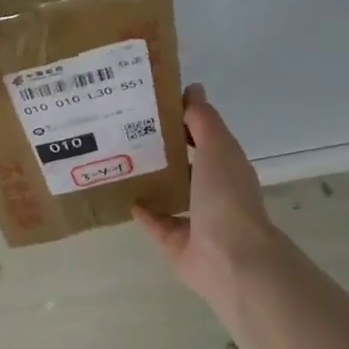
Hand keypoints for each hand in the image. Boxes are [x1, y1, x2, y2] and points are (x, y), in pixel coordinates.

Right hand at [134, 84, 287, 304]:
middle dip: (162, 148)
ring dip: (151, 179)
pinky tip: (121, 195)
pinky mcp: (174, 242)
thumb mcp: (217, 148)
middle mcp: (212, 191)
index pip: (203, 136)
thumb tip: (193, 90)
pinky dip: (142, 211)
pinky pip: (155, 222)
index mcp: (226, 166)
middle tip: (126, 127)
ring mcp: (194, 219)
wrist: (228, 258)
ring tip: (119, 159)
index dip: (182, 118)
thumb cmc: (226, 198)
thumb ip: (203, 120)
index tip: (152, 102)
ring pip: (170, 193)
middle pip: (185, 164)